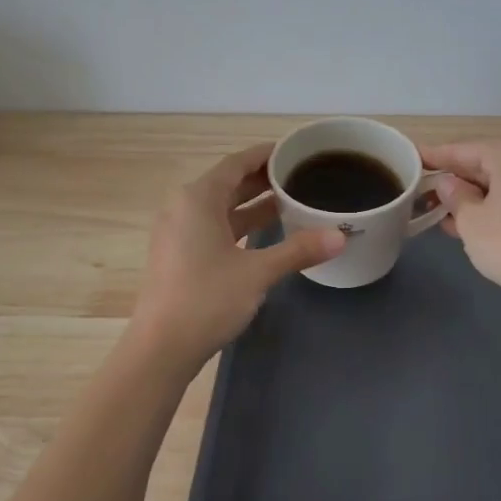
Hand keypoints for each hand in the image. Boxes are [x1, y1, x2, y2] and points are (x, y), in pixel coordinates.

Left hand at [130, 144, 346, 363]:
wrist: (161, 348)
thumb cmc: (207, 299)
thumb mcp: (258, 272)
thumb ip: (299, 250)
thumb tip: (340, 237)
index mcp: (197, 199)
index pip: (236, 163)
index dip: (266, 155)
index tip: (295, 151)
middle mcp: (183, 207)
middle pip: (228, 183)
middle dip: (263, 180)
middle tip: (301, 177)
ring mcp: (178, 233)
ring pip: (221, 207)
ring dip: (253, 204)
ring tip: (292, 201)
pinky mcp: (179, 255)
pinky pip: (214, 227)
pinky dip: (240, 225)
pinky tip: (267, 233)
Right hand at [422, 139, 500, 320]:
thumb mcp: (470, 220)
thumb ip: (454, 197)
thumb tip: (448, 184)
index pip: (463, 149)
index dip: (434, 156)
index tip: (411, 157)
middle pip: (484, 164)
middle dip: (453, 180)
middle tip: (421, 191)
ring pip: (500, 184)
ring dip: (471, 198)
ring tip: (438, 212)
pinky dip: (492, 208)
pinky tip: (468, 225)